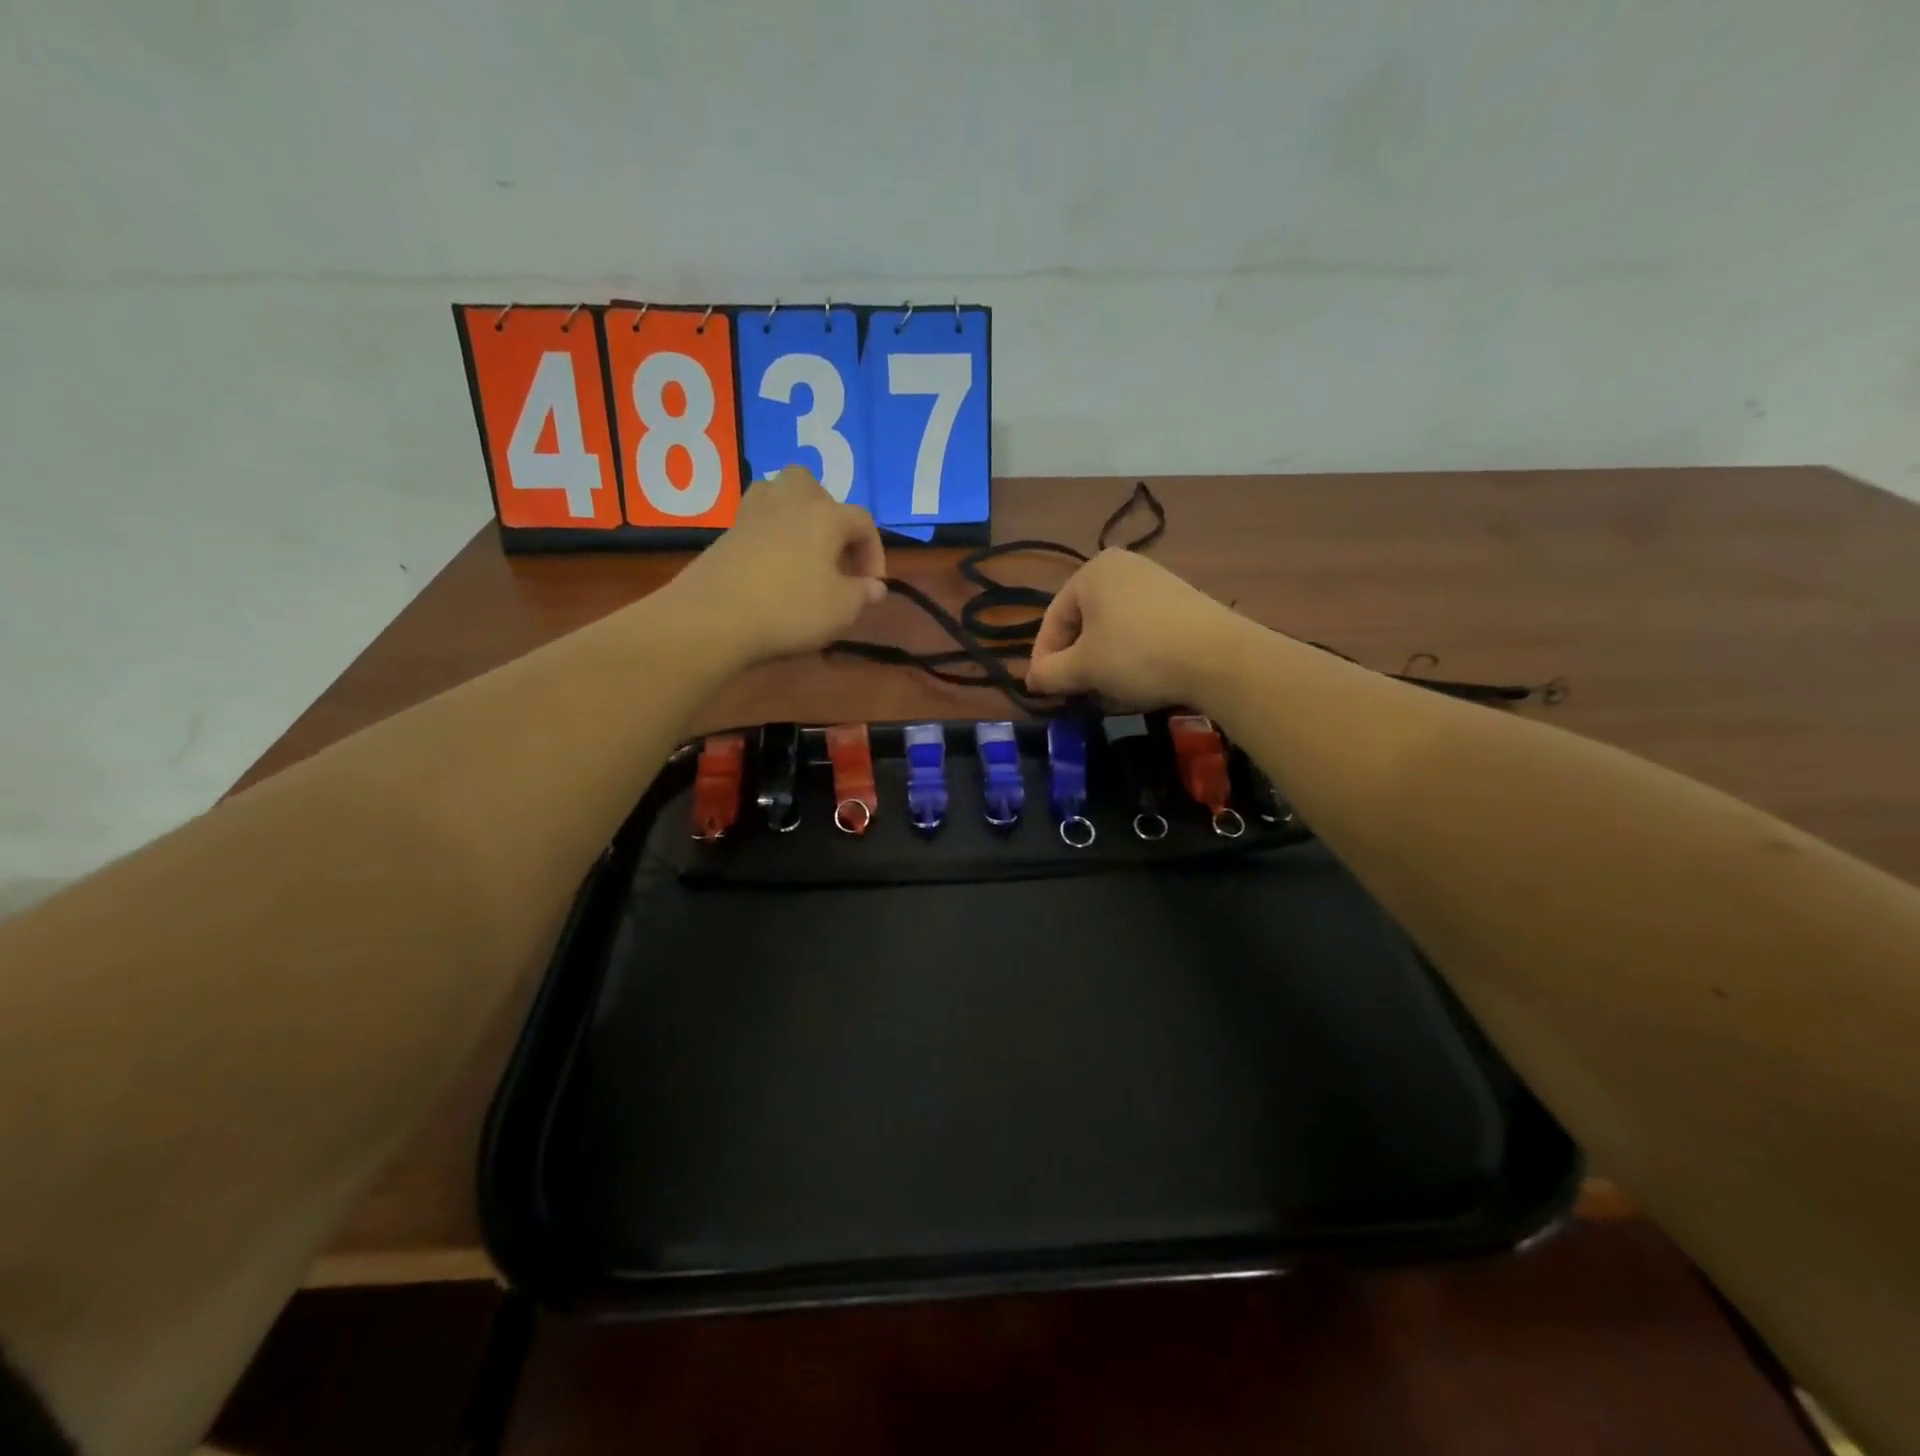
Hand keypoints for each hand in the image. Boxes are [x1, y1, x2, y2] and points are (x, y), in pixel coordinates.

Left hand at [661, 466, 887, 666]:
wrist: (713, 617)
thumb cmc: (790, 609)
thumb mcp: (841, 610)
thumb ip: (863, 594)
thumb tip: (874, 587)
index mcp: (826, 516)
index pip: (863, 522)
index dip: (874, 552)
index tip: (870, 586)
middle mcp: (791, 502)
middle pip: (815, 488)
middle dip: (831, 515)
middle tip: (835, 554)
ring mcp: (753, 513)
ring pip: (779, 493)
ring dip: (796, 514)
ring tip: (803, 549)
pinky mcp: (727, 532)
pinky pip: (757, 520)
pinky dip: (770, 534)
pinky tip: (773, 565)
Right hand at [1025, 549, 1249, 707]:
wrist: (1219, 658)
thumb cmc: (1138, 655)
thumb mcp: (1084, 668)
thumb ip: (1050, 673)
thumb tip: (1032, 681)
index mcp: (1092, 571)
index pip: (1053, 620)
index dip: (1043, 660)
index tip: (1044, 692)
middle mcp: (1123, 566)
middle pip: (1083, 623)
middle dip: (1076, 661)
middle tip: (1076, 693)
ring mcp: (1156, 581)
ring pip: (1112, 629)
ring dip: (1102, 662)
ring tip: (1107, 692)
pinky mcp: (1182, 601)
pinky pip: (1141, 629)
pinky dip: (1131, 655)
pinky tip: (1139, 680)